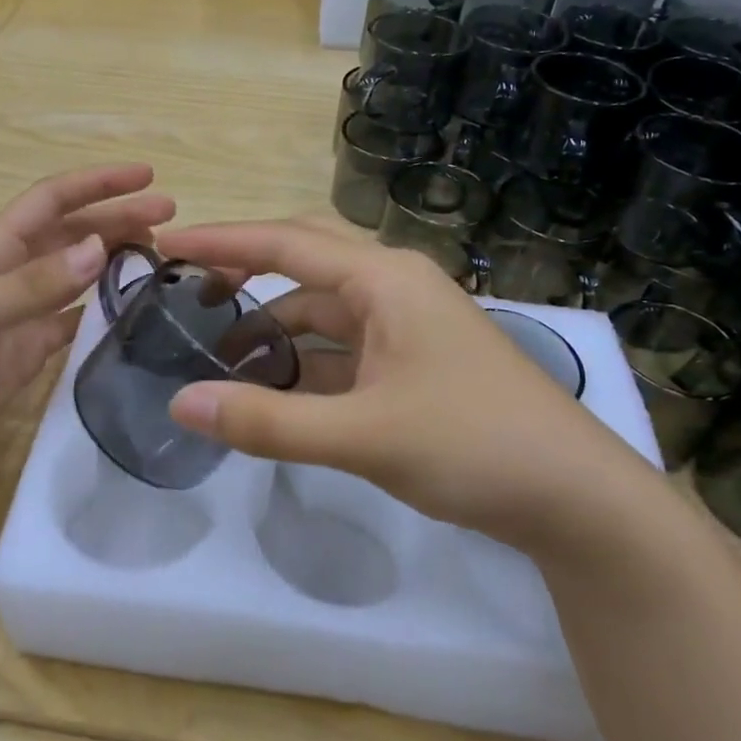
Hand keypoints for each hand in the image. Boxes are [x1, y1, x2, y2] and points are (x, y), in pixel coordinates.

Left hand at [0, 164, 174, 474]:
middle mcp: (15, 270)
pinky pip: (79, 313)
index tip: (146, 176)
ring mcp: (27, 309)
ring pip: (81, 268)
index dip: (98, 182)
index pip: (53, 199)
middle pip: (75, 230)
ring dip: (117, 254)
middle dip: (119, 215)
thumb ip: (34, 285)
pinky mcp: (35, 344)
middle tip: (170, 215)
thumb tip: (98, 248)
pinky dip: (106, 304)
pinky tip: (135, 304)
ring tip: (160, 251)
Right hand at [157, 219, 657, 550]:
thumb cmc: (474, 444)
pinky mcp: (411, 364)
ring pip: (321, 312)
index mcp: (384, 278)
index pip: (284, 243)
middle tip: (185, 288)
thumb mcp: (362, 435)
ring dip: (272, 328)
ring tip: (215, 356)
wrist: (576, 499)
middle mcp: (393, 288)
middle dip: (244, 270)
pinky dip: (302, 363)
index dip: (220, 241)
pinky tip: (271, 390)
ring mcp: (405, 327)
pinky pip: (341, 349)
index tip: (165, 242)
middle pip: (302, 262)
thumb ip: (268, 421)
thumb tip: (180, 402)